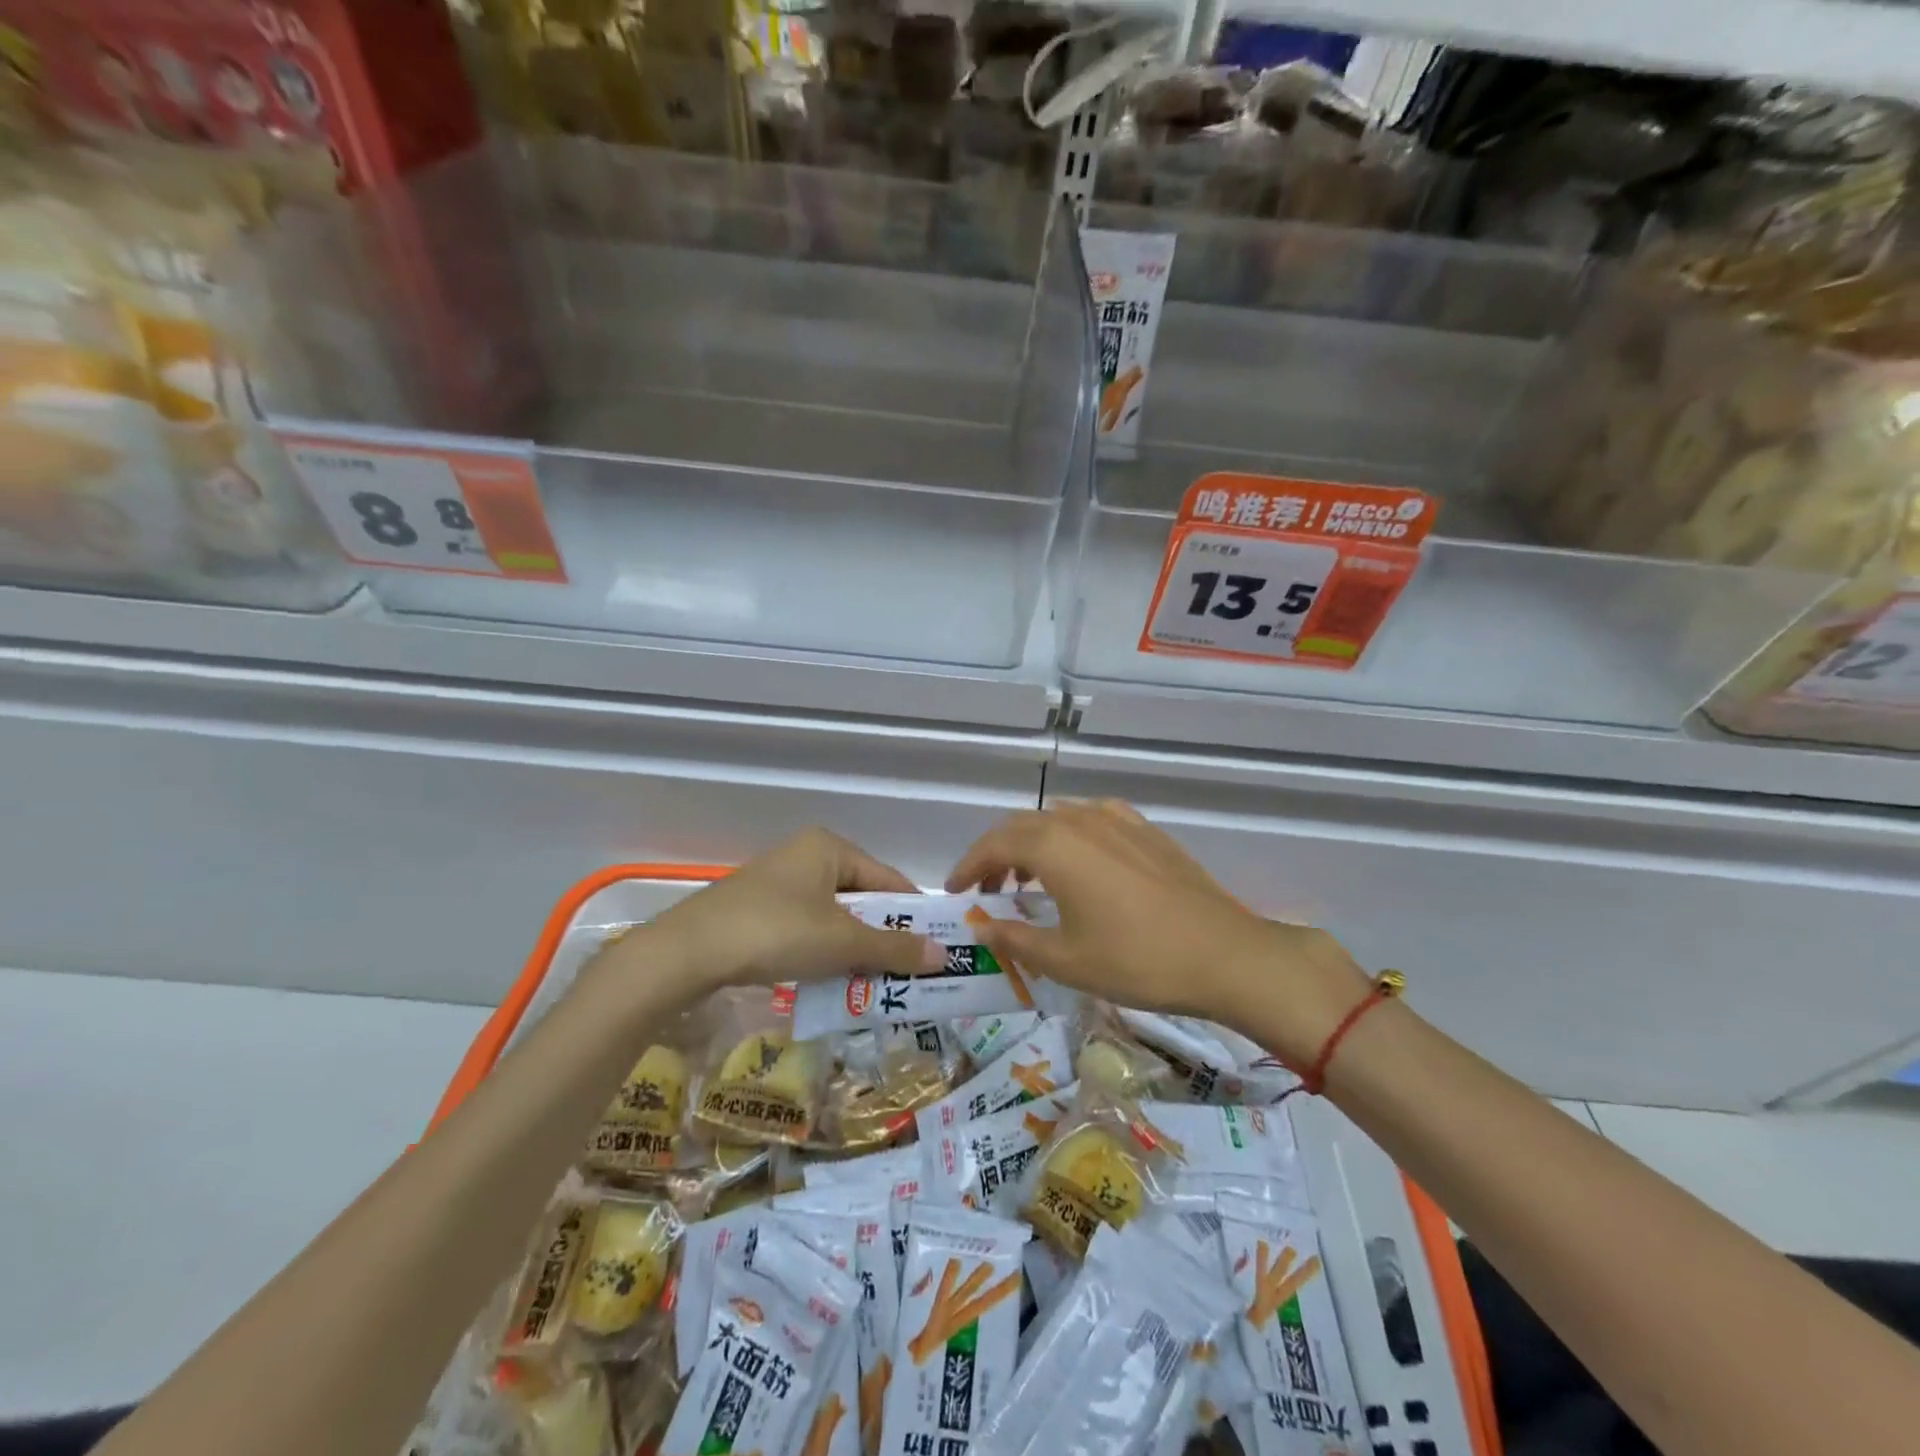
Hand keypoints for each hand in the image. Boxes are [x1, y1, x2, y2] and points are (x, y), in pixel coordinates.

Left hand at [638, 828, 942, 995]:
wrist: (687, 953)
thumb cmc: (775, 932)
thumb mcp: (841, 942)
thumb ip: (894, 948)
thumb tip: (945, 956)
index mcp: (829, 847)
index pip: (889, 880)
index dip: (914, 914)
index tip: (936, 948)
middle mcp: (805, 856)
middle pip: (861, 898)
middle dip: (884, 936)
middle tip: (909, 973)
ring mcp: (778, 882)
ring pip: (833, 916)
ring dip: (854, 949)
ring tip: (875, 984)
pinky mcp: (756, 909)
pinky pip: (806, 927)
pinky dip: (824, 951)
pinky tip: (831, 981)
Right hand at [945, 802, 1368, 1066]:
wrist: (1225, 954)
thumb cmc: (1137, 960)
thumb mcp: (1066, 960)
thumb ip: (1016, 937)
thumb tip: (983, 926)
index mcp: (1054, 846)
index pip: (994, 844)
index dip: (968, 866)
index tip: (955, 892)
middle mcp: (1081, 820)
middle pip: (1023, 826)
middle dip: (997, 854)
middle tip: (988, 890)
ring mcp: (1118, 820)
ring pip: (1057, 820)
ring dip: (1033, 845)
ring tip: (1028, 881)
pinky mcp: (1146, 830)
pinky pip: (1092, 822)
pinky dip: (1069, 839)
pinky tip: (1080, 868)